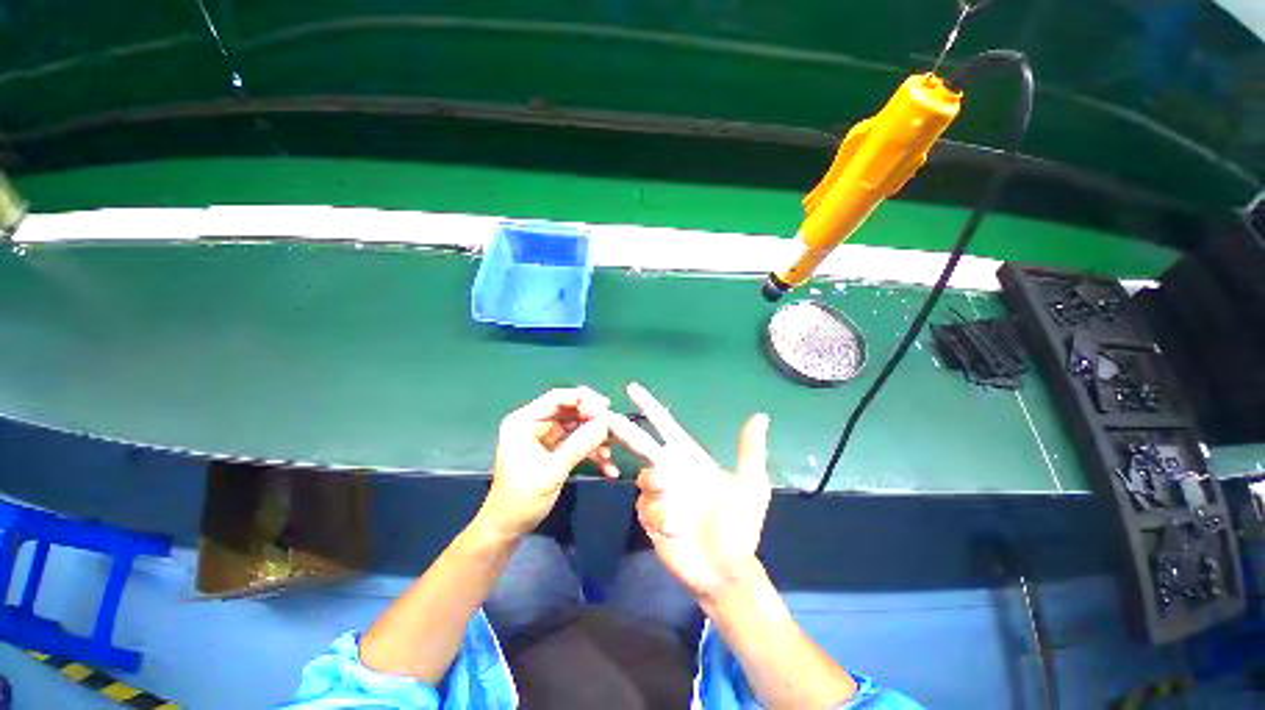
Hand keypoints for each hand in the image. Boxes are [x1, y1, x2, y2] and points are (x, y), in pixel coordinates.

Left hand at [478, 387, 616, 538]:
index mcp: (524, 421)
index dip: (583, 399)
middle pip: (570, 410)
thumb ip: (579, 446)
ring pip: (576, 427)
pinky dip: (591, 452)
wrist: (508, 528)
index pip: (557, 398)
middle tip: (614, 426)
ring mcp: (544, 437)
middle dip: (593, 420)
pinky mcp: (553, 450)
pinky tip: (608, 466)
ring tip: (612, 450)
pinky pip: (577, 443)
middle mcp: (534, 423)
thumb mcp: (552, 471)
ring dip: (595, 438)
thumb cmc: (521, 499)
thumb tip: (605, 424)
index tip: (606, 407)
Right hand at [612, 382, 770, 598]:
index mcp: (688, 457)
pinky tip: (677, 530)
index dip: (649, 405)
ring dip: (655, 486)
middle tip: (606, 417)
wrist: (725, 568)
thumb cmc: (739, 525)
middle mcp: (669, 469)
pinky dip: (660, 516)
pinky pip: (645, 507)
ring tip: (674, 506)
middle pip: (639, 442)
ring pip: (643, 477)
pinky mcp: (650, 517)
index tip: (632, 388)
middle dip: (623, 429)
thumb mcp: (750, 486)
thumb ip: (750, 451)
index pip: (664, 424)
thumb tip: (760, 416)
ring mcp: (658, 494)